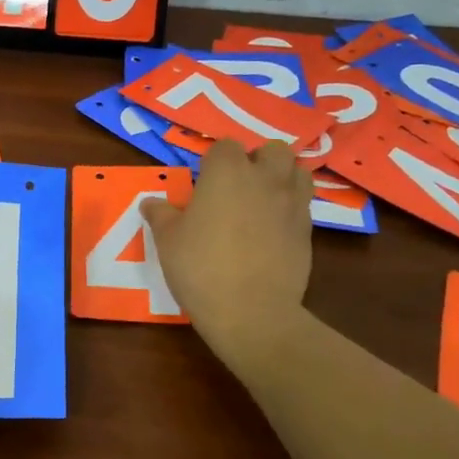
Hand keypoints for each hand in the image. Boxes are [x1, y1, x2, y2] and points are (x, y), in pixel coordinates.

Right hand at [142, 138, 312, 362]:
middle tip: (239, 186)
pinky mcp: (308, 231)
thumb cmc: (201, 268)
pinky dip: (291, 208)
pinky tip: (273, 230)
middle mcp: (264, 179)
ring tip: (263, 201)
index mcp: (227, 172)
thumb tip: (151, 202)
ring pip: (297, 172)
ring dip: (283, 178)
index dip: (215, 161)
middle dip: (259, 160)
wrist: (251, 311)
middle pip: (273, 150)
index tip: (204, 182)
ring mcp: (291, 203)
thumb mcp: (168, 240)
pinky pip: (303, 205)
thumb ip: (161, 215)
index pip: (225, 146)